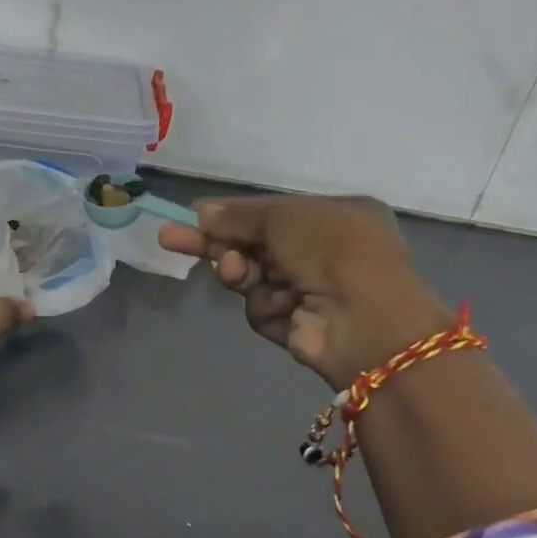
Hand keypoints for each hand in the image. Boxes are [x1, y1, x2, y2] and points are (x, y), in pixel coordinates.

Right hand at [159, 195, 452, 387]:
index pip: (269, 214)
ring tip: (238, 273)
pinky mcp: (297, 325)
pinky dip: (264, 305)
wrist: (367, 320)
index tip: (192, 216)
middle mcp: (323, 252)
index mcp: (334, 217)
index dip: (230, 215)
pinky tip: (283, 306)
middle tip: (169, 239)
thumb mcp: (284, 217)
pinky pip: (262, 308)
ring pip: (251, 277)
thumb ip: (240, 216)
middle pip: (253, 245)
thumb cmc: (333, 250)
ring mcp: (311, 290)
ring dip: (239, 273)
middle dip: (214, 243)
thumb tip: (201, 213)